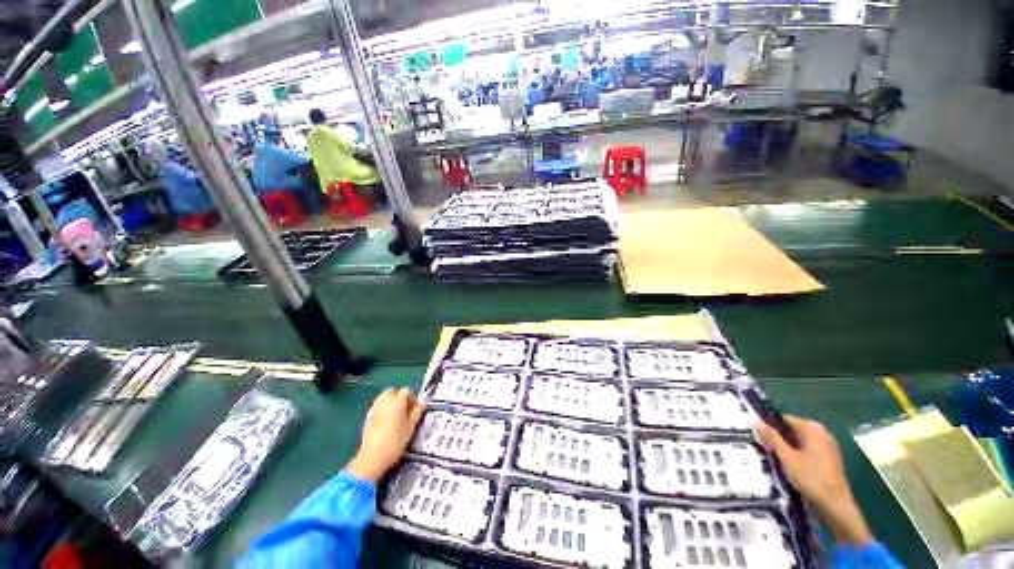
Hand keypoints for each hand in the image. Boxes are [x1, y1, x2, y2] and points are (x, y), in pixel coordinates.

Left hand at [347, 388, 425, 481]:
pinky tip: (387, 423)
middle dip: (400, 398)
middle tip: (406, 413)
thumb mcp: (410, 428)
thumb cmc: (396, 441)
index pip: (406, 391)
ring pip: (384, 397)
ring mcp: (375, 406)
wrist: (375, 453)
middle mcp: (384, 400)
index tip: (416, 411)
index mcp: (397, 401)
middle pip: (393, 391)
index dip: (413, 399)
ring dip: (391, 403)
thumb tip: (422, 404)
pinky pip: (378, 405)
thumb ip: (416, 413)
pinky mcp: (369, 414)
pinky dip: (384, 409)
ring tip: (397, 418)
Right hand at [755, 416, 873, 546]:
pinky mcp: (830, 457)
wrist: (833, 499)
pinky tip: (794, 472)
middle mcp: (822, 430)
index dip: (772, 427)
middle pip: (797, 431)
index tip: (757, 438)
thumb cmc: (810, 478)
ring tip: (777, 465)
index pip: (788, 419)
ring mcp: (828, 444)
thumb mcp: (788, 460)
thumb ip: (773, 441)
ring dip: (791, 450)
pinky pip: (812, 452)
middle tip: (764, 455)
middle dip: (781, 440)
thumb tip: (757, 422)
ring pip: (804, 443)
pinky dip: (801, 457)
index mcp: (812, 427)